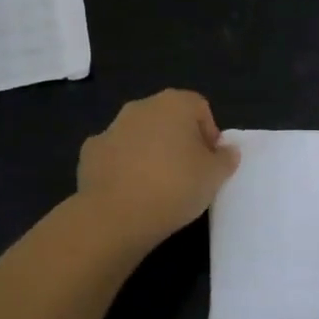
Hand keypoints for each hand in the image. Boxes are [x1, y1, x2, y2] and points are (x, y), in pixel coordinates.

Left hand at [76, 90, 239, 250]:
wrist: (115, 214)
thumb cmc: (174, 187)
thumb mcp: (214, 176)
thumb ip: (226, 159)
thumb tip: (227, 150)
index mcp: (174, 104)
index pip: (200, 108)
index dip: (209, 134)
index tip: (210, 162)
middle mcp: (141, 107)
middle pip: (168, 118)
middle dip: (179, 140)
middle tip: (188, 173)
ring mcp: (112, 127)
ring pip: (140, 135)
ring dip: (150, 151)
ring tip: (158, 185)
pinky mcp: (91, 151)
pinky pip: (116, 154)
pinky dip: (123, 166)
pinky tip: (130, 191)